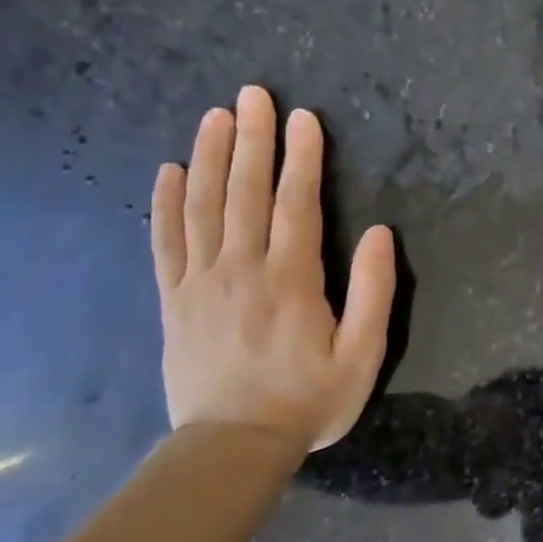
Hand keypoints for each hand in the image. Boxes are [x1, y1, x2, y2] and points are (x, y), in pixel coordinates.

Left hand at [151, 85, 395, 453]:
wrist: (233, 446)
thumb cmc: (309, 400)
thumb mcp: (363, 354)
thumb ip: (372, 292)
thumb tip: (376, 233)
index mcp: (290, 280)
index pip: (296, 204)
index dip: (301, 158)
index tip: (303, 119)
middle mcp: (241, 269)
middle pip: (246, 193)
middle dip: (253, 140)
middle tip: (252, 95)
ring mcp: (200, 282)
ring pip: (203, 207)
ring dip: (210, 157)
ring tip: (215, 117)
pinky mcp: (174, 301)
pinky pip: (166, 242)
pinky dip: (166, 204)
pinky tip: (169, 171)